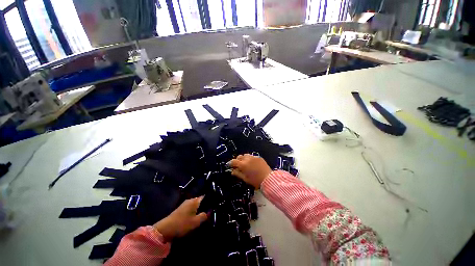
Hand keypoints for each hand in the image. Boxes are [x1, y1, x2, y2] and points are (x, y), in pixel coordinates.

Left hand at [153, 196, 207, 241]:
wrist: (164, 229)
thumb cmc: (182, 224)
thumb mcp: (195, 222)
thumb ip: (204, 216)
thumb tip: (209, 212)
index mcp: (194, 201)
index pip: (205, 197)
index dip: (209, 201)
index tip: (213, 207)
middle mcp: (190, 200)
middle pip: (200, 201)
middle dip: (204, 207)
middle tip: (208, 214)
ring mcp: (184, 204)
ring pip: (195, 206)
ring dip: (199, 211)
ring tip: (202, 218)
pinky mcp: (181, 209)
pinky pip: (190, 209)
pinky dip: (194, 213)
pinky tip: (194, 219)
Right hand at [228, 154, 271, 188]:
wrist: (268, 179)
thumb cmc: (256, 181)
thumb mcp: (245, 179)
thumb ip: (238, 174)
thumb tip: (232, 171)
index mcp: (243, 165)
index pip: (233, 161)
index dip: (230, 163)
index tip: (229, 165)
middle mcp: (247, 159)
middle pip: (239, 156)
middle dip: (237, 160)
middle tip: (238, 165)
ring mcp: (253, 157)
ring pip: (245, 155)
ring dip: (243, 158)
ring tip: (245, 164)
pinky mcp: (259, 157)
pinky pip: (252, 156)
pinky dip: (250, 159)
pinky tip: (252, 164)